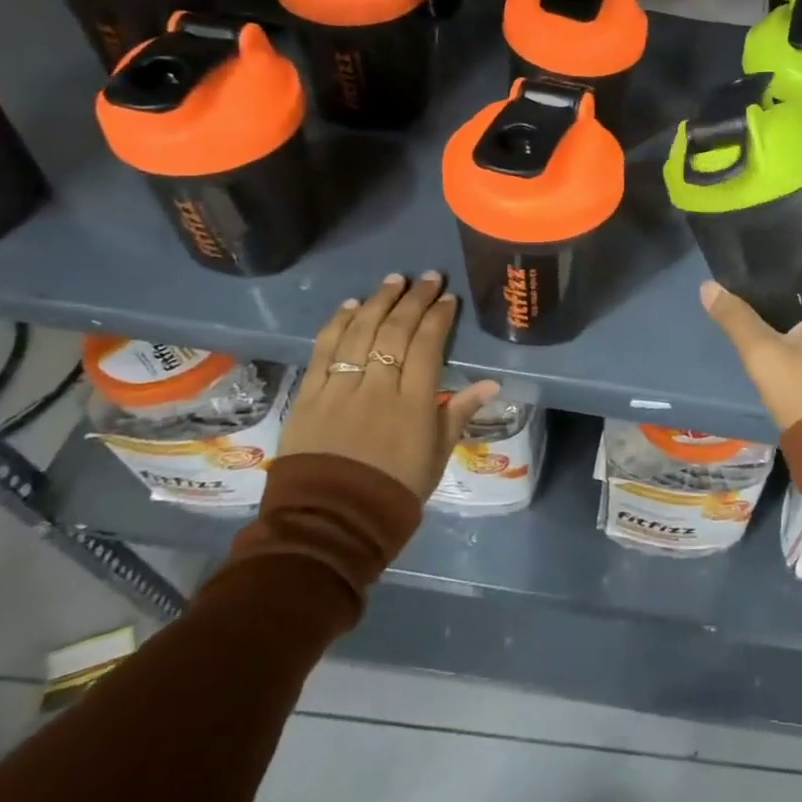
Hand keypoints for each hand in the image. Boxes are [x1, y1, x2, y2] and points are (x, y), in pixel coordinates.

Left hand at [279, 272, 499, 498]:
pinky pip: (324, 351)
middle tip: (427, 278)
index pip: (427, 346)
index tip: (448, 298)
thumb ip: (458, 413)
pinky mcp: (310, 396)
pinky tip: (350, 306)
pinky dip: (337, 324)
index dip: (438, 317)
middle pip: (396, 331)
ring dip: (377, 302)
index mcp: (413, 403)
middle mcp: (377, 387)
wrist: (331, 524)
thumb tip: (491, 383)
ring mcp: (340, 388)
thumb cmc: (393, 492)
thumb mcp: (437, 456)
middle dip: (414, 300)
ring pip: (360, 333)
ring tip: (393, 281)